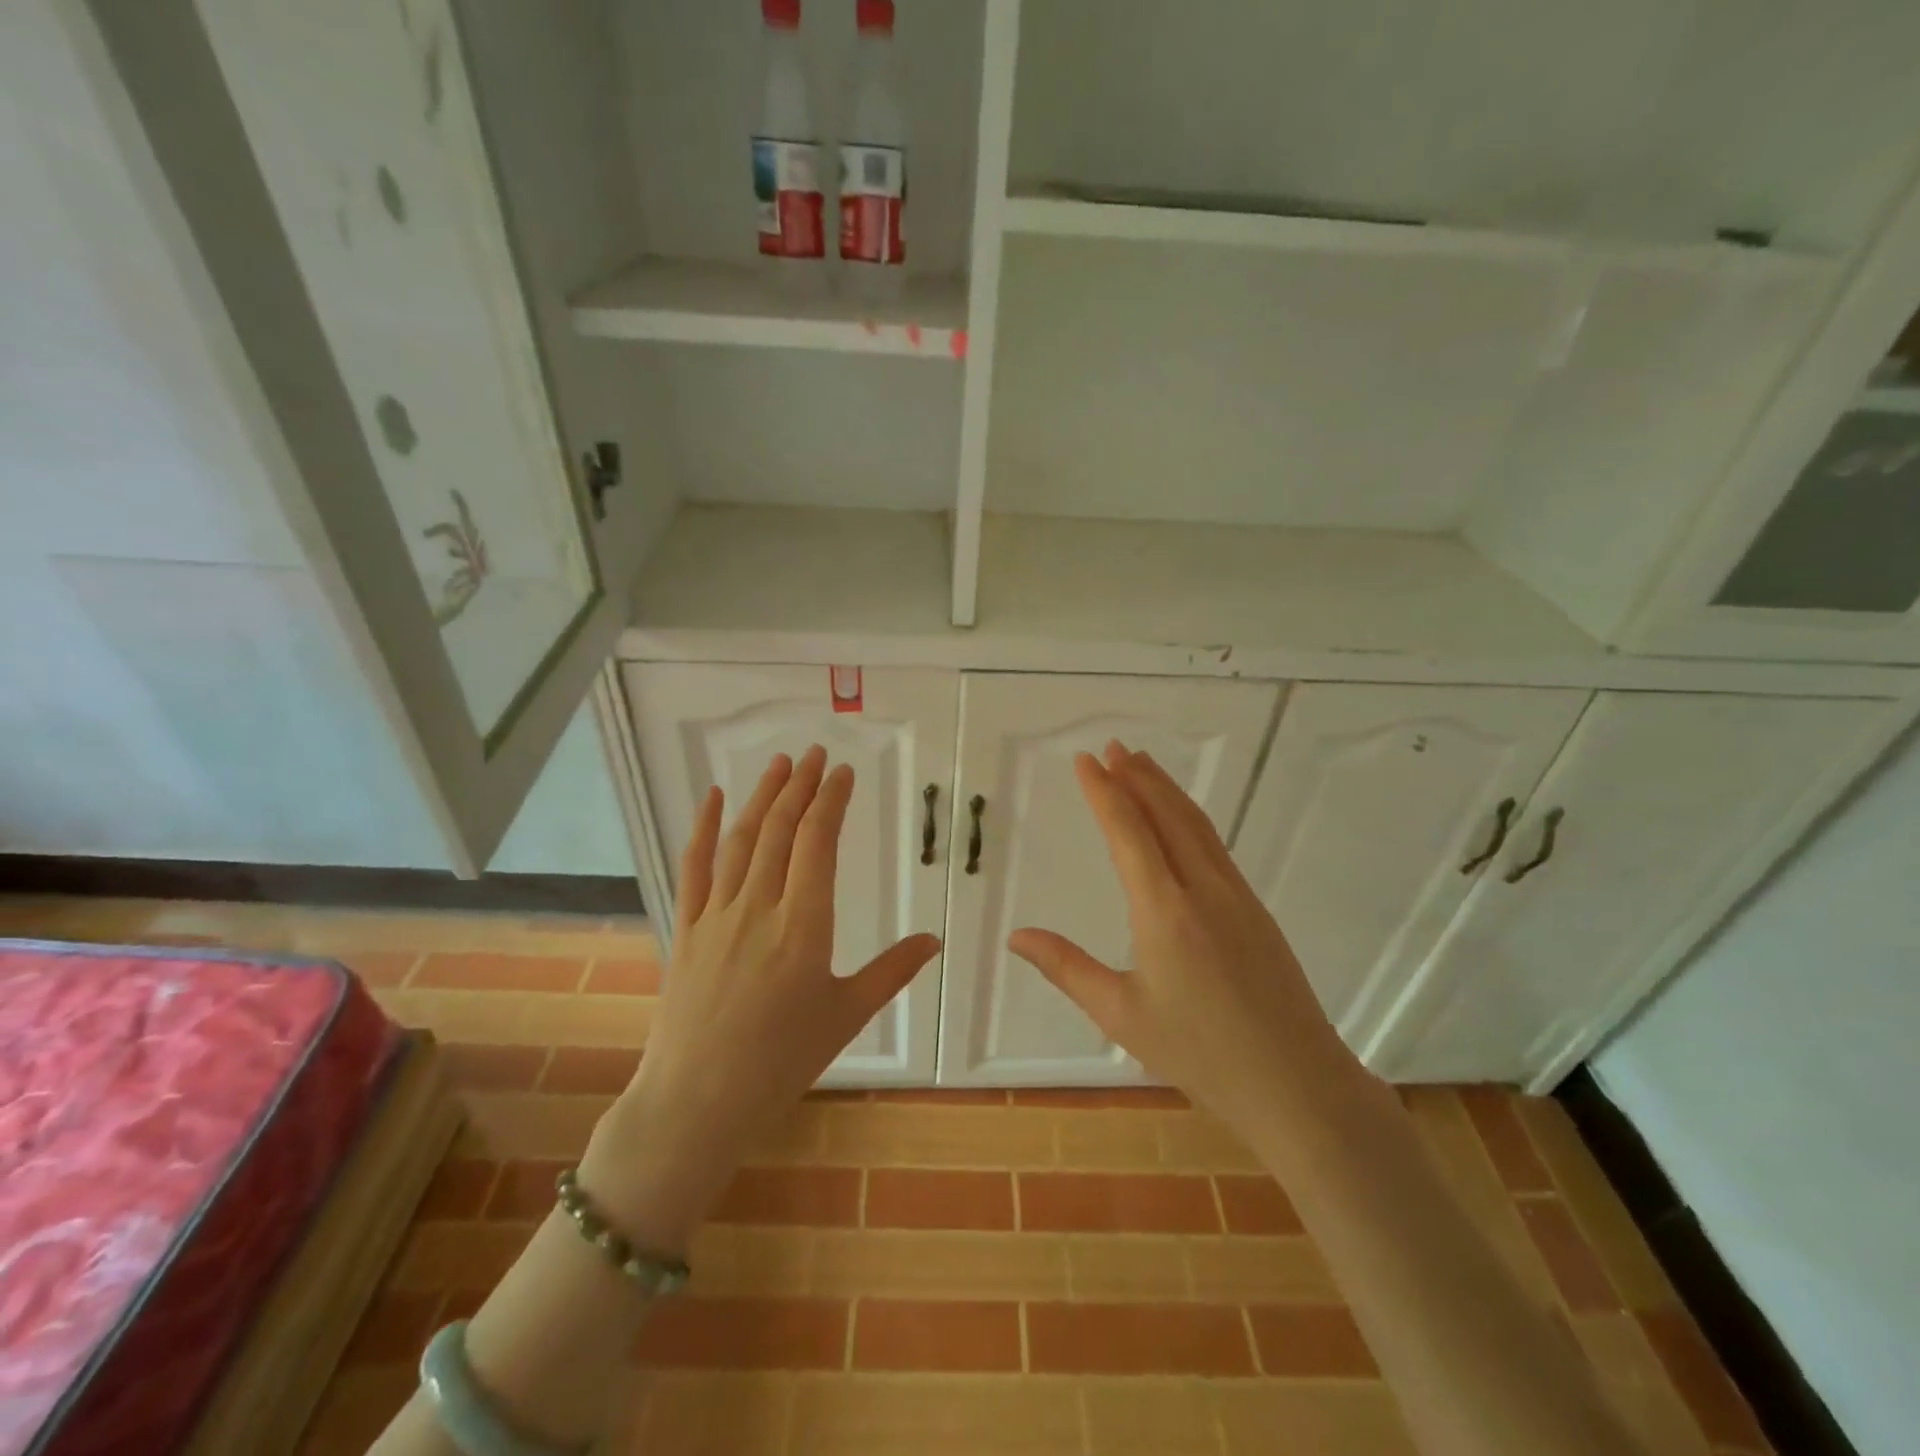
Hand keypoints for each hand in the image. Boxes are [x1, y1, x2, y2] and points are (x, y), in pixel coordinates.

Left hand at [579, 746, 939, 1254]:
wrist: (697, 1101)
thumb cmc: (781, 1062)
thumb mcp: (846, 1015)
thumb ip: (892, 971)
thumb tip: (934, 940)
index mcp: (804, 925)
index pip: (817, 843)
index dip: (831, 801)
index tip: (843, 773)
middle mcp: (760, 907)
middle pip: (781, 830)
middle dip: (801, 786)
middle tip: (815, 754)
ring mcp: (718, 914)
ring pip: (741, 839)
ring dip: (763, 796)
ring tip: (780, 764)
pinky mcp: (688, 928)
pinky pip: (694, 867)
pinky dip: (703, 828)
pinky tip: (714, 798)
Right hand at [1009, 741, 1355, 1142]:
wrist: (1298, 1085)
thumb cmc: (1201, 1054)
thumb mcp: (1122, 1014)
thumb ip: (1067, 968)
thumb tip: (1016, 936)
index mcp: (1165, 910)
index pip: (1128, 832)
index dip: (1104, 791)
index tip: (1087, 759)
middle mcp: (1203, 889)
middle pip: (1167, 815)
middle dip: (1138, 777)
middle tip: (1113, 747)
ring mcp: (1237, 896)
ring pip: (1196, 826)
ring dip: (1167, 790)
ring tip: (1143, 764)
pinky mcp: (1256, 911)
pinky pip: (1216, 846)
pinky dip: (1189, 818)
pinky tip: (1182, 822)